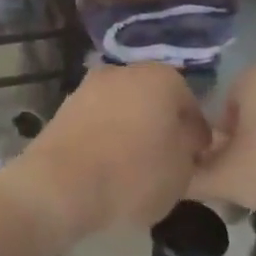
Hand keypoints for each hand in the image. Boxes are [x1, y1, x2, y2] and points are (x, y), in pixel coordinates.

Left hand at [11, 64, 210, 242]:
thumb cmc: (133, 174)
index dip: (195, 134)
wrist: (60, 184)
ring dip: (130, 129)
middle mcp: (124, 71)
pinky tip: (105, 165)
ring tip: (132, 168)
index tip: (194, 160)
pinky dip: (104, 137)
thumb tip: (187, 136)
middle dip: (160, 125)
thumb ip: (190, 146)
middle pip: (153, 100)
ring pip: (123, 108)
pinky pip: (97, 121)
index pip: (189, 104)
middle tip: (164, 162)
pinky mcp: (64, 107)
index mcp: (162, 77)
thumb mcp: (182, 169)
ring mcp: (90, 86)